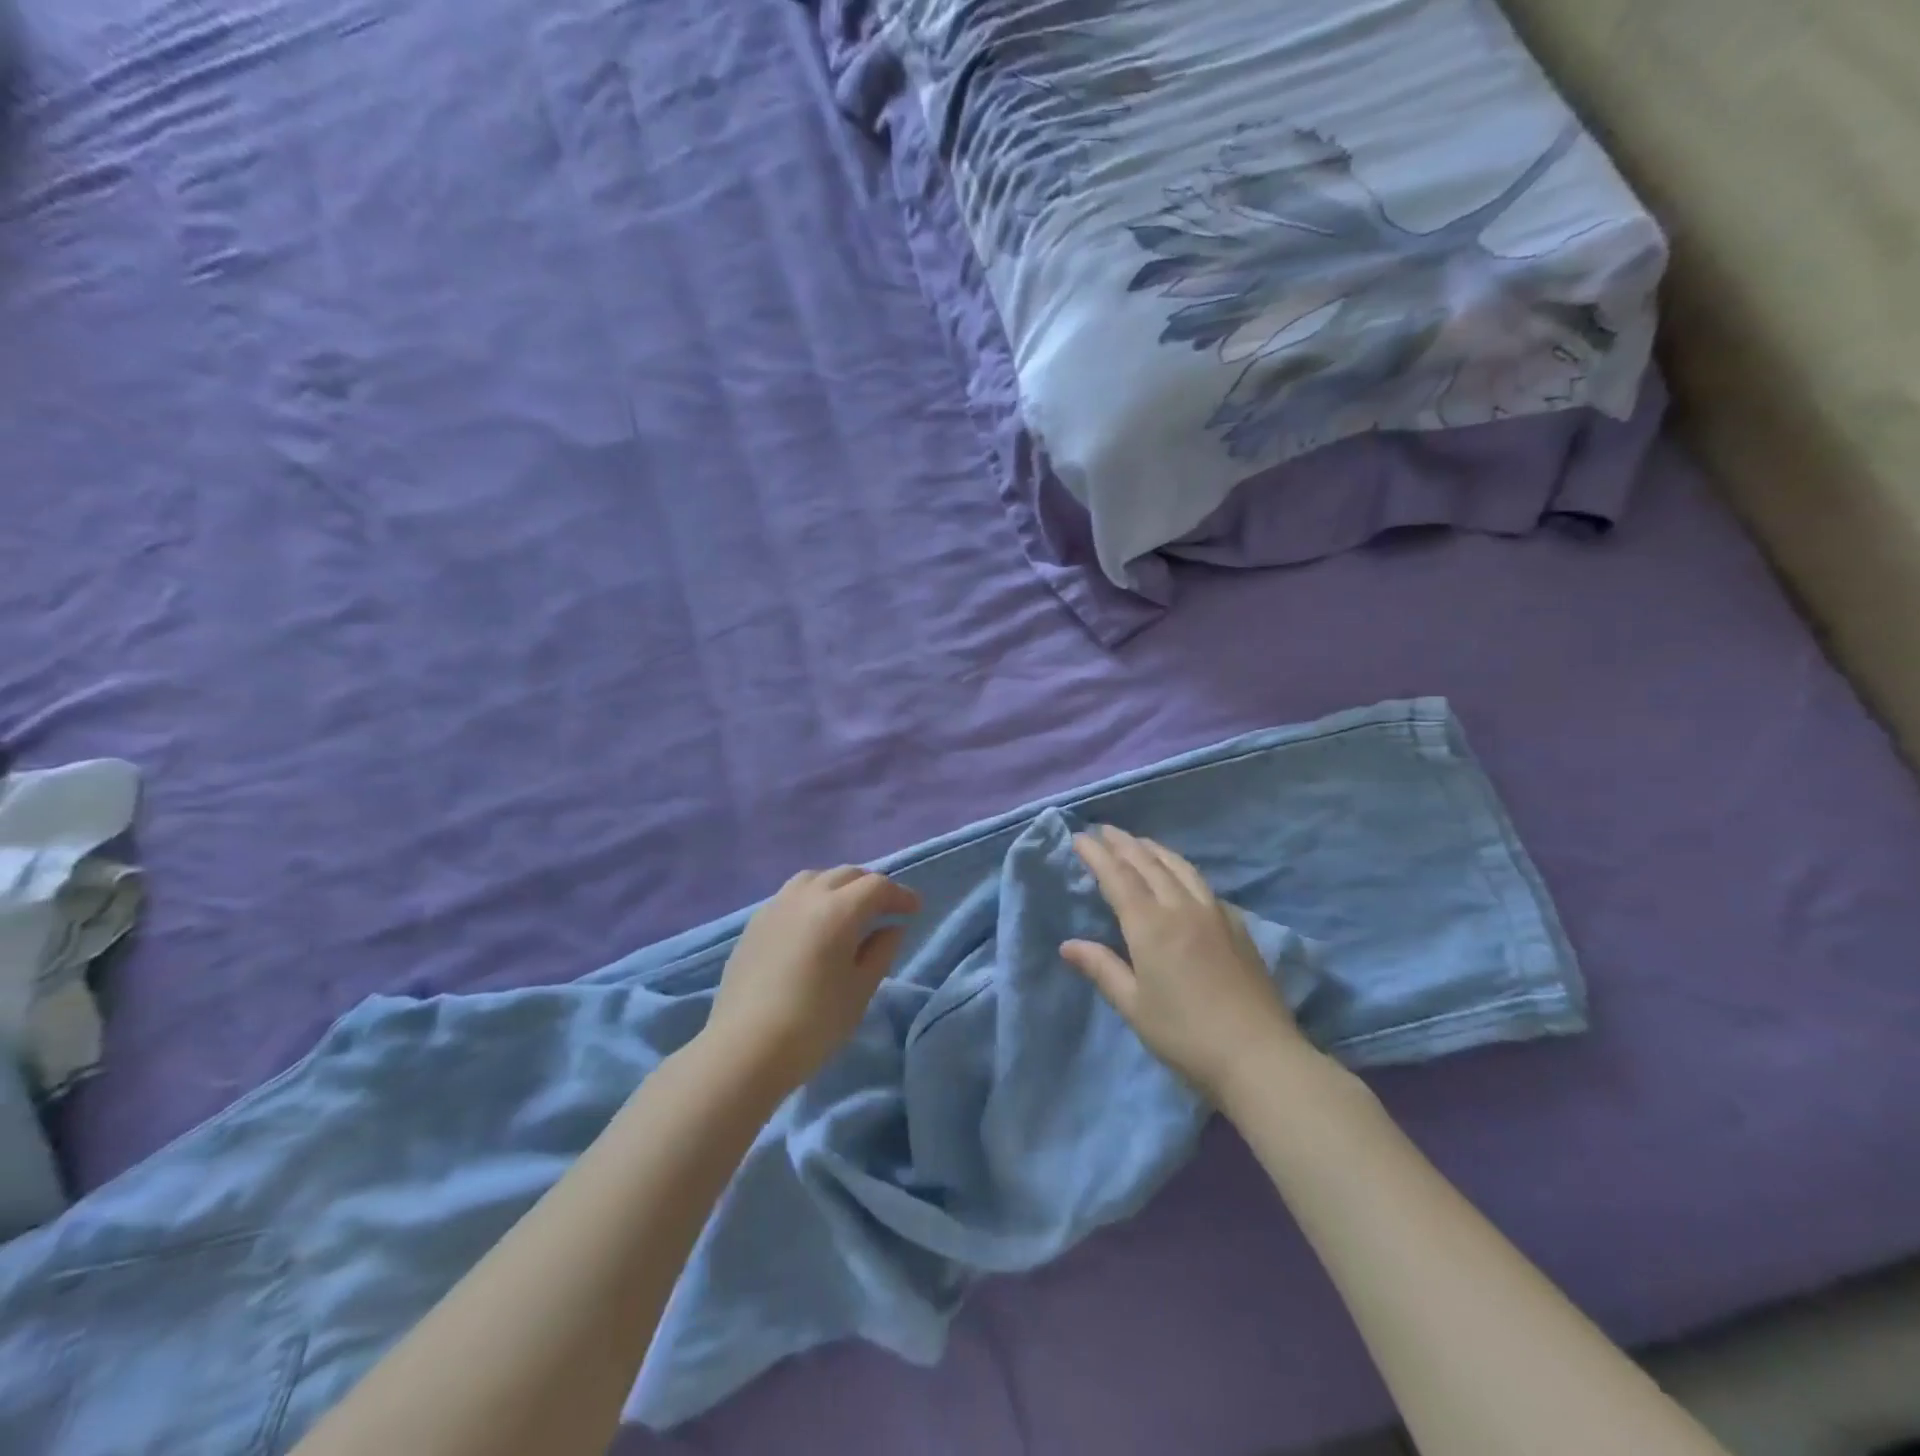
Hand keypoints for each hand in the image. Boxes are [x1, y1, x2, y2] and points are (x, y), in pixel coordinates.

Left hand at [704, 866, 920, 1093]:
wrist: (745, 1049)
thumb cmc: (814, 1023)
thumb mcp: (860, 990)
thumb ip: (881, 951)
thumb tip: (891, 927)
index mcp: (838, 910)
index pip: (877, 886)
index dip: (900, 894)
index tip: (914, 909)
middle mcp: (806, 897)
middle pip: (846, 875)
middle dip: (871, 886)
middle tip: (886, 908)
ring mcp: (775, 907)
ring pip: (815, 878)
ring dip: (838, 886)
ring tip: (848, 910)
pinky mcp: (754, 923)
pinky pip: (791, 896)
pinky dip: (812, 898)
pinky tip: (813, 924)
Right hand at [1062, 826, 1311, 1104]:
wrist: (1258, 1055)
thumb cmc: (1185, 1034)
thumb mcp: (1134, 1006)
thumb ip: (1102, 968)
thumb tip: (1068, 944)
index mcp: (1150, 925)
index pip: (1117, 877)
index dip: (1097, 855)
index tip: (1080, 837)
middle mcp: (1181, 907)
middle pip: (1148, 864)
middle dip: (1123, 844)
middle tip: (1104, 830)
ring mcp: (1214, 913)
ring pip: (1180, 867)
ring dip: (1154, 850)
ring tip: (1139, 843)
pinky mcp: (1237, 926)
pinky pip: (1202, 883)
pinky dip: (1181, 869)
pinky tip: (1181, 876)